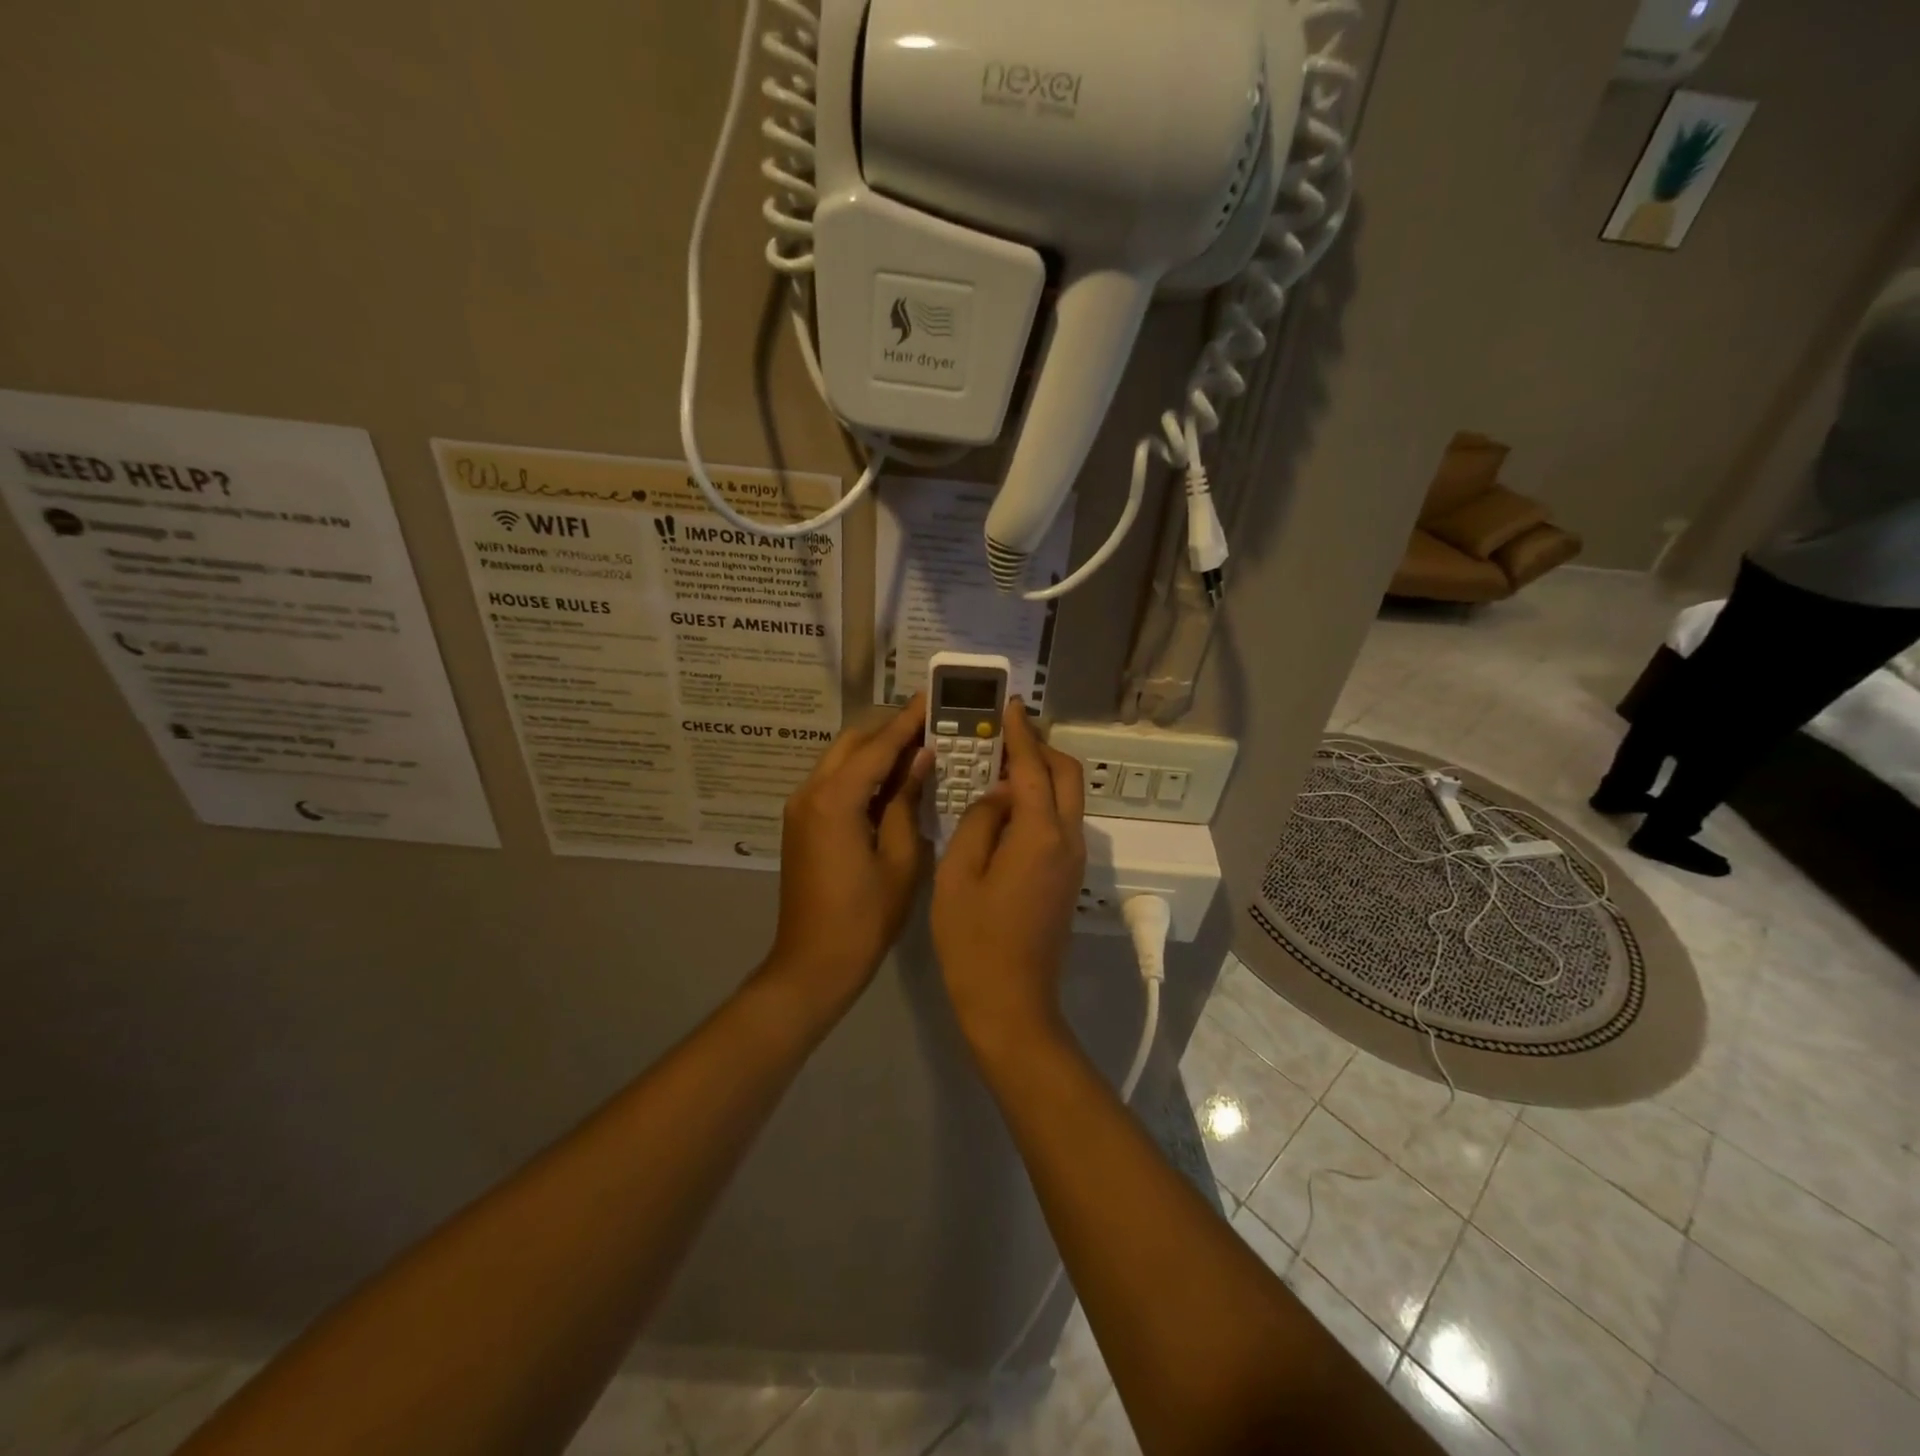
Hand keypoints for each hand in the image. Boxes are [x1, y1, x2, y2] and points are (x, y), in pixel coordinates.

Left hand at [763, 696, 932, 1017]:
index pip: (878, 746)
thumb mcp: (900, 859)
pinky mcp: (801, 824)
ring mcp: (800, 808)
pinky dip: (861, 773)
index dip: (908, 720)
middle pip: (852, 743)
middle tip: (930, 723)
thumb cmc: (865, 918)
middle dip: (889, 729)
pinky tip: (891, 780)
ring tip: (916, 745)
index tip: (932, 697)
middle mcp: (810, 793)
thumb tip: (921, 758)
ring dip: (874, 750)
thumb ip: (907, 801)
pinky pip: (833, 782)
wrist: (813, 964)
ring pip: (840, 760)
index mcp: (835, 800)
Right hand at [932, 700, 1085, 1056]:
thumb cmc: (973, 940)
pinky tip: (1008, 808)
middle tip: (1005, 737)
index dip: (1021, 734)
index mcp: (1040, 834)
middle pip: (1067, 775)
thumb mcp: (958, 873)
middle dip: (1041, 749)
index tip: (1010, 707)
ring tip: (1001, 766)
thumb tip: (999, 795)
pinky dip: (1041, 802)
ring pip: (1068, 799)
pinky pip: (1061, 823)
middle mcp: (1068, 840)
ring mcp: (1074, 860)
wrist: (1011, 1004)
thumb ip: (980, 821)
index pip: (1034, 767)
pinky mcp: (1068, 878)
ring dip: (1042, 775)